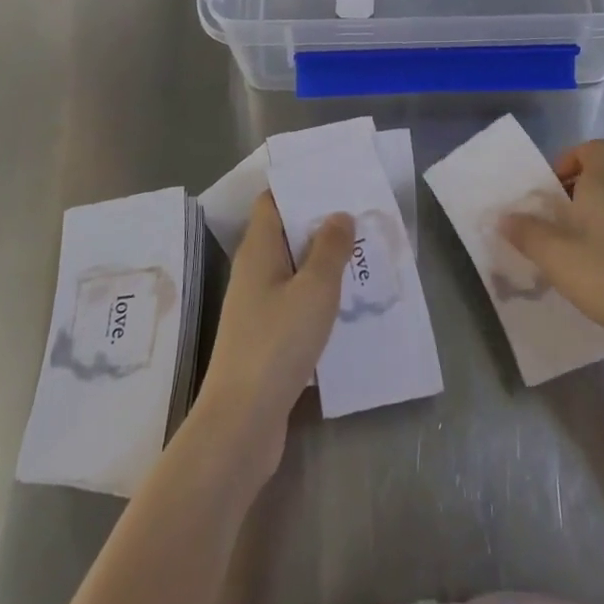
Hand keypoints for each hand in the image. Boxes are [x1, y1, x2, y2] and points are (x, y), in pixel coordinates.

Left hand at [194, 194, 351, 484]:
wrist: (241, 422)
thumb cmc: (277, 343)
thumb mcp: (314, 289)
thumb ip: (330, 248)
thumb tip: (338, 214)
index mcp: (258, 250)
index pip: (273, 201)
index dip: (300, 187)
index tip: (336, 181)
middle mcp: (253, 272)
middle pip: (285, 233)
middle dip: (320, 223)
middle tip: (361, 216)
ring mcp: (257, 306)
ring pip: (293, 269)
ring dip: (323, 261)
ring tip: (362, 254)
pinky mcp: (265, 337)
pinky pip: (294, 300)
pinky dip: (318, 294)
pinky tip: (347, 303)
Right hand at [499, 139, 603, 358]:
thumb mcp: (558, 256)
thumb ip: (528, 234)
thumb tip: (505, 216)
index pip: (600, 148)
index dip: (574, 156)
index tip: (553, 186)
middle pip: (597, 184)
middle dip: (566, 201)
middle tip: (542, 228)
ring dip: (579, 231)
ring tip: (557, 262)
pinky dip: (598, 255)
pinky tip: (586, 286)